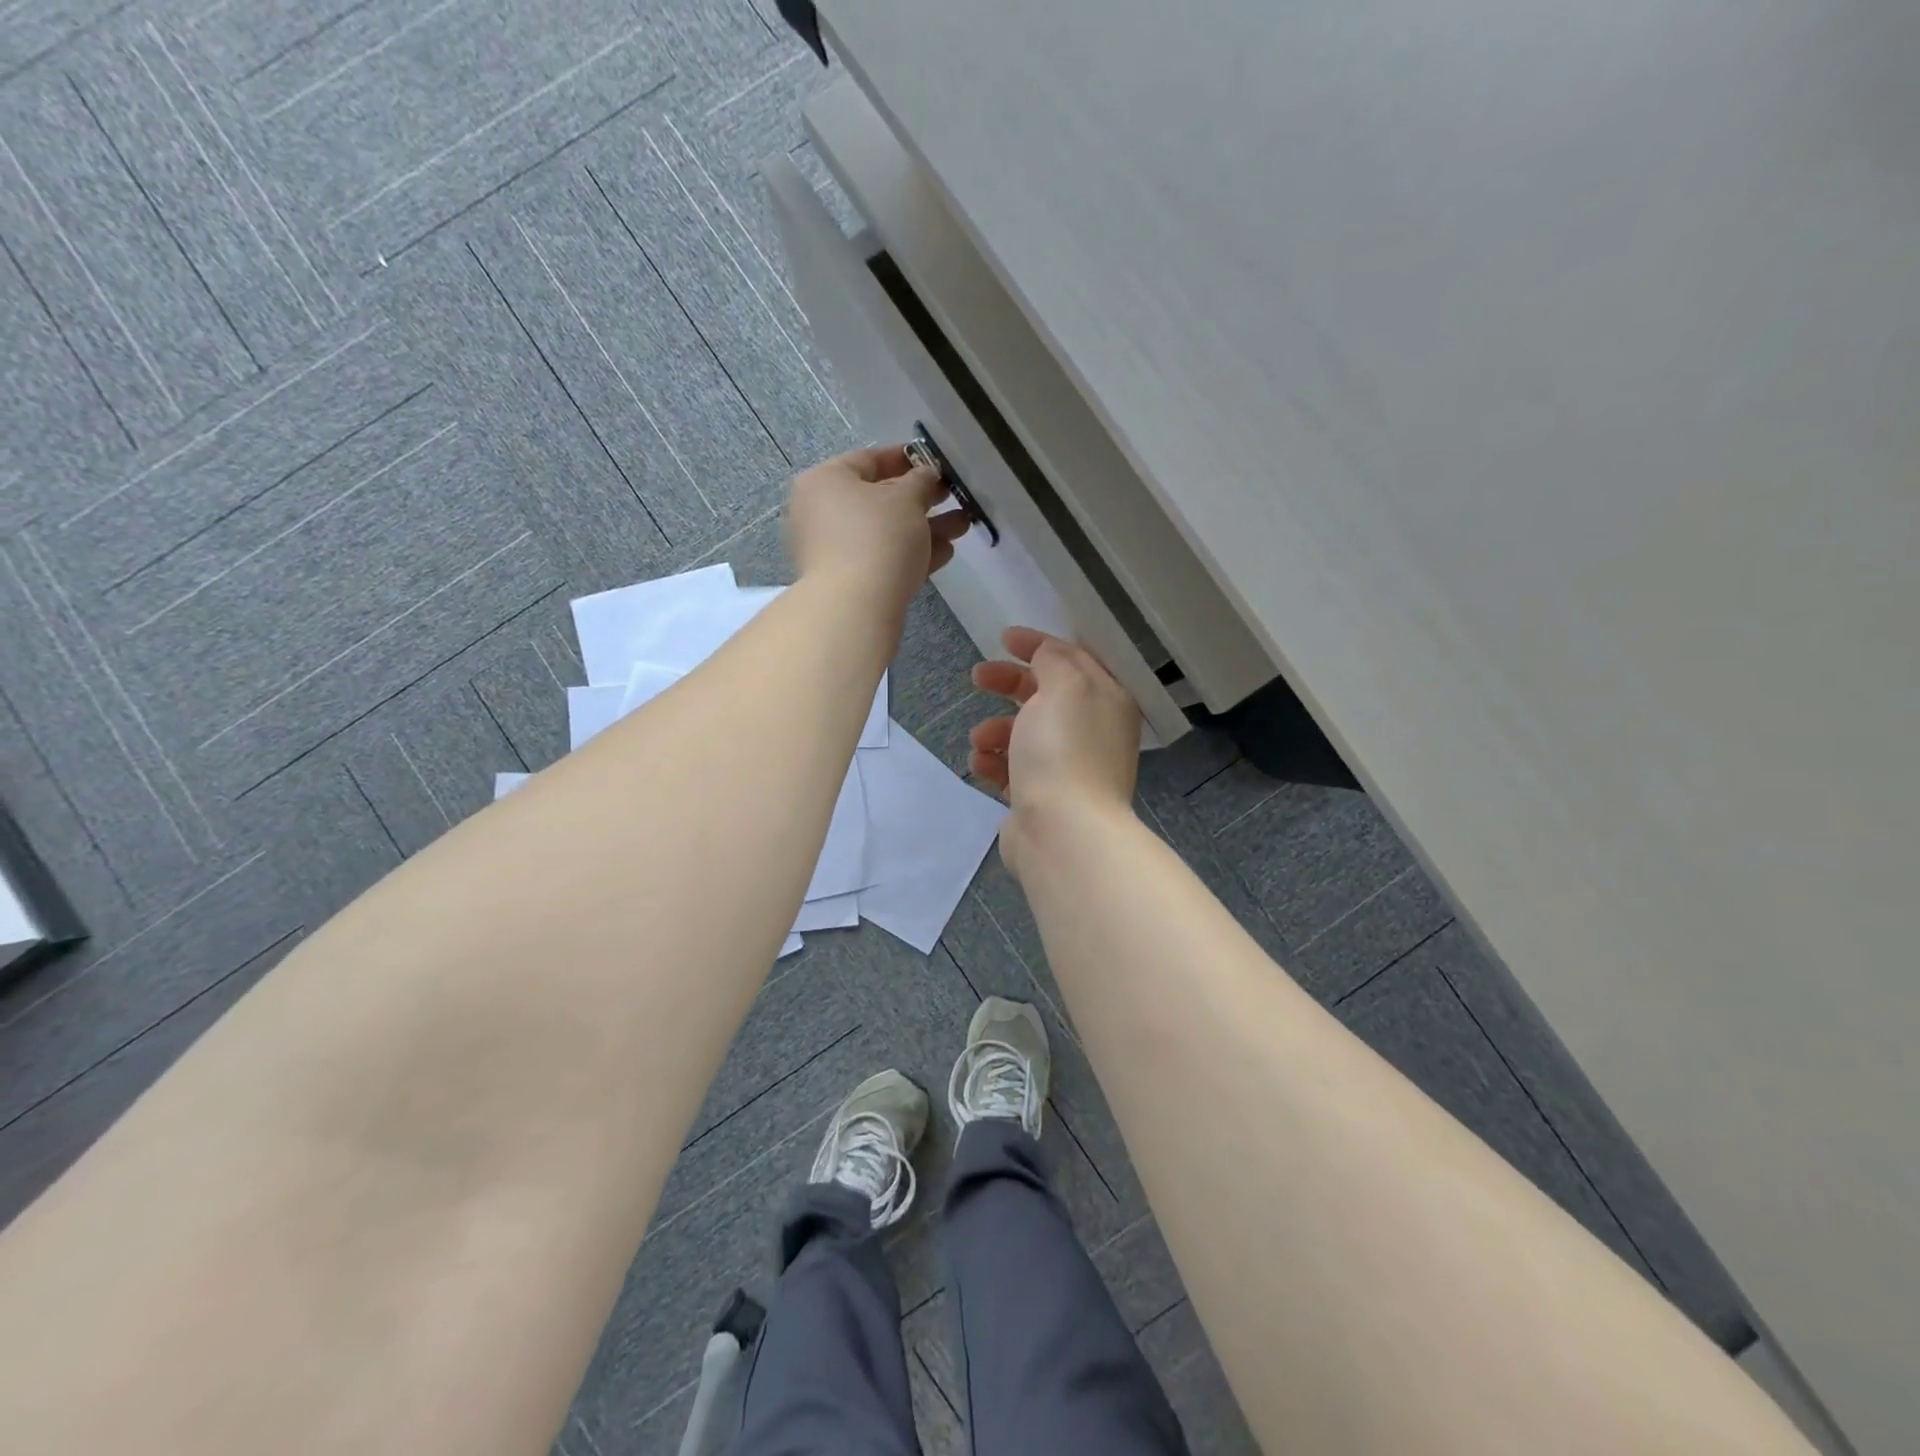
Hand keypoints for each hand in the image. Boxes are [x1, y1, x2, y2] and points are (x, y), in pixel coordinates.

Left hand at [787, 445, 971, 612]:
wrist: (855, 606)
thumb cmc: (878, 536)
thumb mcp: (907, 499)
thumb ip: (920, 481)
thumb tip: (926, 476)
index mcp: (826, 481)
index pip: (868, 460)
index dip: (905, 458)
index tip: (934, 461)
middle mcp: (822, 513)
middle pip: (878, 499)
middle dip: (921, 499)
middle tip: (953, 496)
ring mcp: (832, 550)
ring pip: (885, 532)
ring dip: (924, 528)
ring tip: (962, 526)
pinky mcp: (847, 582)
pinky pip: (882, 559)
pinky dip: (911, 554)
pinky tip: (945, 553)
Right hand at [969, 627, 1140, 876]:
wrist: (1062, 831)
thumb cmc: (1064, 750)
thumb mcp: (1063, 686)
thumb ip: (1054, 659)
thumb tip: (1048, 654)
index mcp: (1107, 700)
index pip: (1075, 659)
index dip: (1040, 644)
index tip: (1004, 638)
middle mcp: (1093, 732)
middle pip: (1046, 695)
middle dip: (1010, 684)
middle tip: (978, 678)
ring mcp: (1069, 767)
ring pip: (1026, 734)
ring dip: (996, 729)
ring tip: (980, 739)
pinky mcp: (1044, 797)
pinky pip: (1015, 769)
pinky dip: (995, 762)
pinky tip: (981, 765)